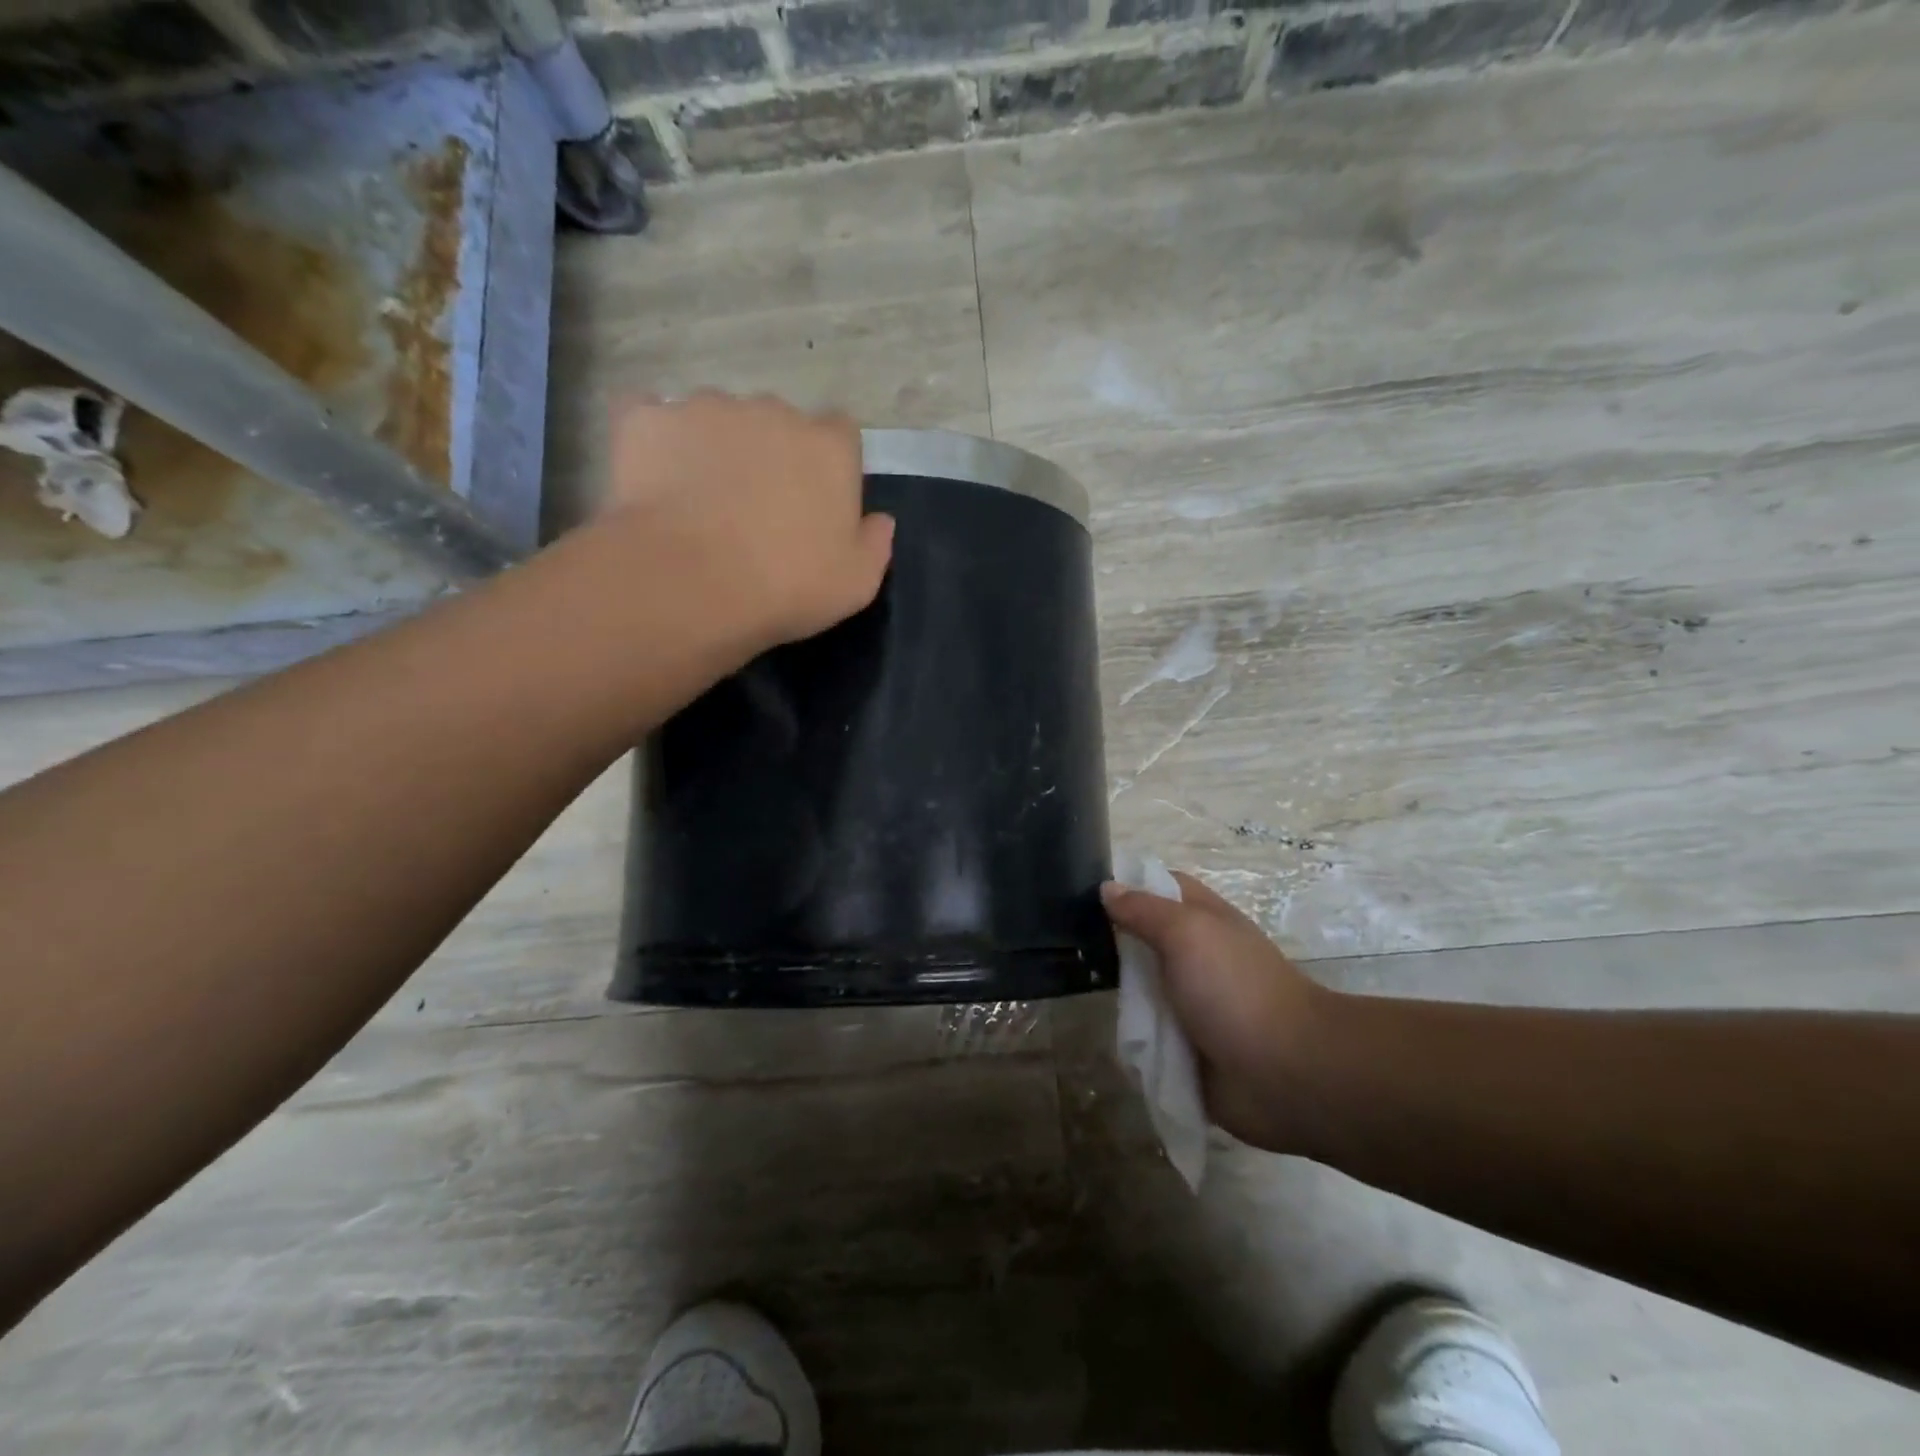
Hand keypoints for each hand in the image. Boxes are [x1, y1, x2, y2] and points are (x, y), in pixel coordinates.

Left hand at [605, 393, 894, 647]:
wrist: (689, 582)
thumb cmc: (787, 585)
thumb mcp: (856, 583)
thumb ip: (875, 544)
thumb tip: (880, 520)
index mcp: (829, 447)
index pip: (840, 434)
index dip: (827, 466)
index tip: (814, 502)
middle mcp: (772, 411)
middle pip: (777, 422)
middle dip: (770, 453)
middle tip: (754, 507)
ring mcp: (706, 407)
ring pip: (717, 418)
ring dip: (715, 447)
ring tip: (698, 500)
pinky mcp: (647, 417)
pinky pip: (653, 418)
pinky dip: (656, 441)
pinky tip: (652, 478)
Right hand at [1101, 873, 1329, 1154]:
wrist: (1288, 1074)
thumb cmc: (1236, 988)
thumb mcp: (1187, 933)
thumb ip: (1143, 909)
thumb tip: (1107, 887)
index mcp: (1203, 920)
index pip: (1159, 886)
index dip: (1126, 884)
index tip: (1081, 892)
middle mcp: (1195, 957)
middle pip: (1143, 939)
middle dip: (1110, 942)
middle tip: (1065, 943)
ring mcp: (1192, 1005)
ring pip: (1141, 989)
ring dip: (1119, 995)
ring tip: (1076, 990)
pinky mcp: (1188, 1049)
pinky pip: (1149, 1037)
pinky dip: (1133, 1040)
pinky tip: (1109, 1038)